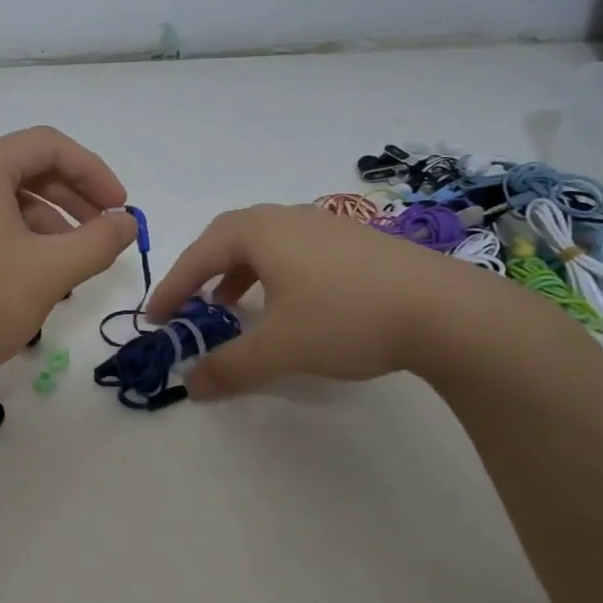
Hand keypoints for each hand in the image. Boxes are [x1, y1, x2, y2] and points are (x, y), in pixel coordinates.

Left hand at [0, 127, 138, 399]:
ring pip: (8, 197)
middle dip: (74, 197)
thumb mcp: (51, 271)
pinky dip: (21, 236)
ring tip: (75, 260)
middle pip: (27, 168)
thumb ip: (99, 241)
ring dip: (50, 221)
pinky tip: (39, 273)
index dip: (93, 171)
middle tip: (105, 230)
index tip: (119, 208)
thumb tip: (128, 222)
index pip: (48, 146)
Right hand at [144, 203, 530, 399]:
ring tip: (233, 308)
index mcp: (259, 231)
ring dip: (238, 273)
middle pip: (228, 238)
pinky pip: (294, 250)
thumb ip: (229, 367)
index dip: (172, 288)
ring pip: (264, 243)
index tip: (156, 319)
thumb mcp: (280, 349)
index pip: (199, 256)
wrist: (446, 310)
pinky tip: (289, 305)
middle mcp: (287, 217)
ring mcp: (325, 225)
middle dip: (202, 272)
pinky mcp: (355, 241)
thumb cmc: (347, 318)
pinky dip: (272, 274)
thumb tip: (189, 384)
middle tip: (189, 305)